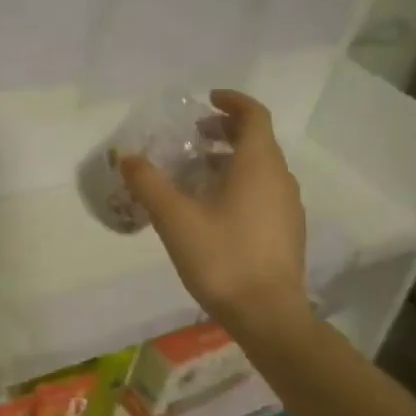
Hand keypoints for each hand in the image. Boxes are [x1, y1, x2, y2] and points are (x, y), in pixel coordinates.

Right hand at [122, 90, 307, 336]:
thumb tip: (127, 158)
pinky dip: (240, 184)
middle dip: (225, 131)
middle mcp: (280, 178)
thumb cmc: (222, 257)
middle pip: (257, 140)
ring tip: (196, 174)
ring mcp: (288, 207)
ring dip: (230, 160)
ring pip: (260, 168)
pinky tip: (213, 210)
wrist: (267, 315)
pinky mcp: (287, 232)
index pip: (254, 115)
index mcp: (259, 164)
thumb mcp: (174, 218)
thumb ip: (148, 184)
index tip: (207, 100)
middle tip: (193, 137)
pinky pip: (264, 192)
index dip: (232, 102)